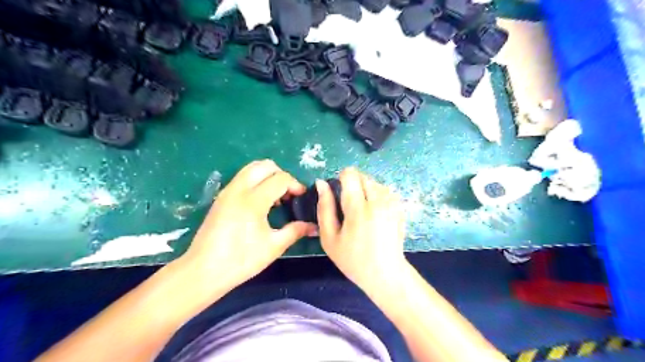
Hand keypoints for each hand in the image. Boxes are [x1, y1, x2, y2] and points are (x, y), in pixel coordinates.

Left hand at [180, 159, 315, 289]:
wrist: (203, 270)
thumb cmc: (241, 260)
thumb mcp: (273, 247)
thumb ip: (295, 231)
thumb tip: (313, 226)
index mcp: (254, 200)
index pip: (281, 179)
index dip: (295, 185)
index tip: (301, 197)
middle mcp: (239, 189)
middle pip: (265, 165)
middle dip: (281, 175)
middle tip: (288, 194)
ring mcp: (228, 191)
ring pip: (251, 168)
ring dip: (268, 176)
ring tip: (275, 196)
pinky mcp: (221, 197)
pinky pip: (242, 178)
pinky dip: (256, 181)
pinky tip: (260, 202)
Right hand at [315, 170, 404, 293]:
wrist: (385, 273)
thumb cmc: (353, 259)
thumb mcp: (329, 238)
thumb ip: (324, 208)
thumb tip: (321, 183)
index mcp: (359, 209)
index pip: (350, 175)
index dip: (341, 178)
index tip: (339, 192)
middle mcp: (378, 201)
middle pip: (363, 176)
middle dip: (354, 184)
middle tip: (349, 205)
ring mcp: (392, 204)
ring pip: (374, 182)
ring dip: (366, 189)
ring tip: (362, 210)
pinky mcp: (400, 207)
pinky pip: (385, 190)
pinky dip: (377, 196)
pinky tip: (374, 213)